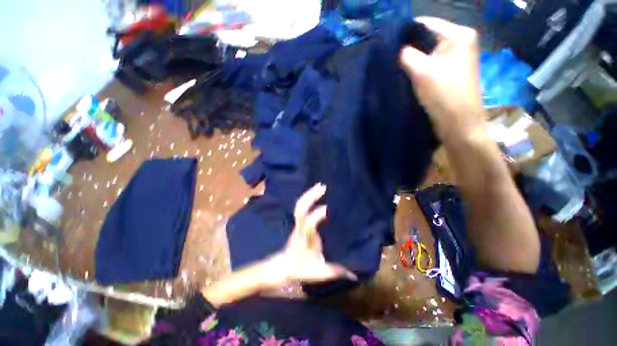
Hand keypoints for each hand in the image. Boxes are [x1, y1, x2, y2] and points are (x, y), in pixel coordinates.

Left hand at [264, 184, 356, 287]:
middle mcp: (301, 227)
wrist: (283, 266)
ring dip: (310, 194)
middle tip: (322, 187)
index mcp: (305, 238)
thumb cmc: (300, 268)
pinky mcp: (300, 222)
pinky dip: (309, 199)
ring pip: (300, 205)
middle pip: (301, 208)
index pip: (308, 224)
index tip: (327, 208)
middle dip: (310, 196)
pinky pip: (303, 207)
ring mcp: (299, 223)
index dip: (316, 216)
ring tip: (320, 185)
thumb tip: (354, 272)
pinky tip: (316, 194)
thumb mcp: (319, 272)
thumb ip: (336, 271)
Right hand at [400, 17, 484, 143]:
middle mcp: (459, 41)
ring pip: (425, 52)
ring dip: (410, 59)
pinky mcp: (449, 70)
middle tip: (389, 58)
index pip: (425, 24)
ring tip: (394, 67)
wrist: (458, 123)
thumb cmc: (444, 95)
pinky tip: (405, 73)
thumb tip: (393, 47)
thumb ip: (406, 55)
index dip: (404, 34)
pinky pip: (428, 63)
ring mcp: (455, 56)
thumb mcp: (421, 71)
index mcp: (459, 34)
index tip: (385, 45)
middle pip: (426, 38)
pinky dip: (416, 67)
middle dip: (407, 48)